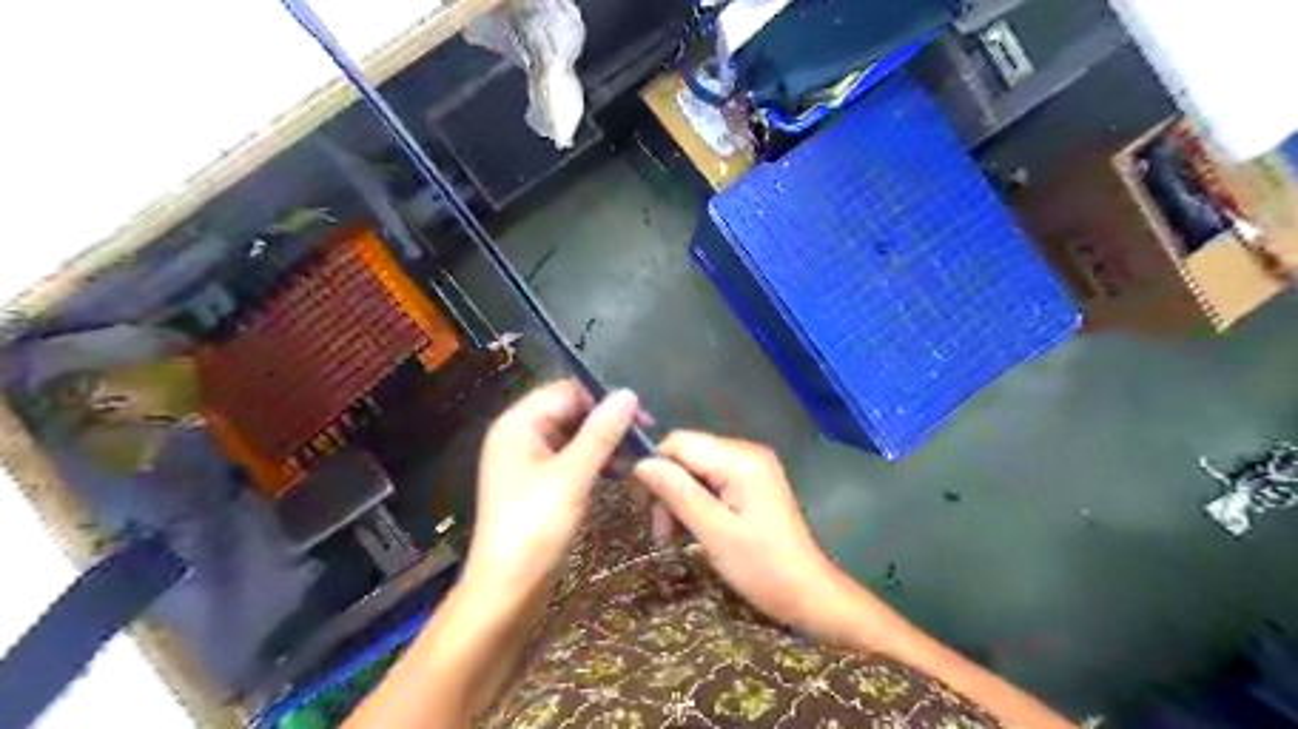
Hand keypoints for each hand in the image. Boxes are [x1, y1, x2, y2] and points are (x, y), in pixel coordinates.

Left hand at [467, 379, 637, 600]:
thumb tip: (628, 394)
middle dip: (606, 421)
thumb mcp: (572, 477)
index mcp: (518, 424)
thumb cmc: (535, 528)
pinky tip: (620, 471)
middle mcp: (521, 436)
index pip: (566, 392)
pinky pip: (572, 459)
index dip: (603, 398)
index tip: (641, 415)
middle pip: (570, 412)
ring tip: (637, 456)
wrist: (507, 591)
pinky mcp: (540, 484)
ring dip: (604, 442)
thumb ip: (600, 433)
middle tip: (645, 437)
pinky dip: (595, 461)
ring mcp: (529, 461)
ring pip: (574, 436)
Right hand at [636, 433, 847, 637]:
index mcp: (740, 458)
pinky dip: (696, 503)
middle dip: (667, 489)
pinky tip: (692, 531)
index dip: (654, 468)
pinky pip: (712, 481)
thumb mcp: (713, 531)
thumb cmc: (762, 567)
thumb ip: (677, 492)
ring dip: (679, 500)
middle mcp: (746, 452)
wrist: (809, 594)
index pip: (679, 442)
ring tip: (672, 539)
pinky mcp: (753, 484)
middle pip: (687, 455)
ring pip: (696, 470)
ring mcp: (752, 467)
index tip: (641, 505)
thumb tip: (641, 463)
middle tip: (660, 533)